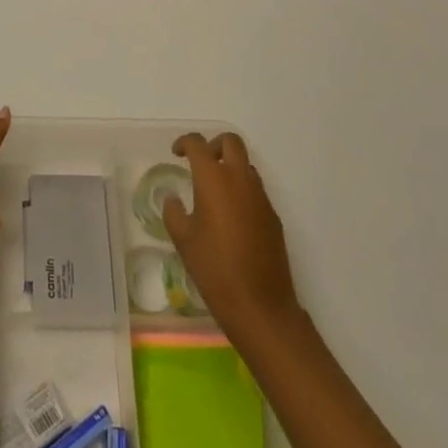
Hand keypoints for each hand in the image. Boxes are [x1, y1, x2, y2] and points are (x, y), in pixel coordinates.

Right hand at [163, 132, 301, 336]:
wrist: (260, 305)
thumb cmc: (214, 269)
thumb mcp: (183, 240)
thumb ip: (174, 212)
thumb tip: (173, 199)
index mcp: (214, 179)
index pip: (198, 144)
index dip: (185, 142)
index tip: (176, 153)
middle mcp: (240, 179)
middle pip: (231, 142)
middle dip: (214, 145)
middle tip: (200, 163)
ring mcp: (261, 197)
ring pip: (246, 165)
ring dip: (230, 167)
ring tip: (214, 193)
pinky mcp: (273, 217)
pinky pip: (256, 190)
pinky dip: (242, 191)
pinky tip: (232, 218)